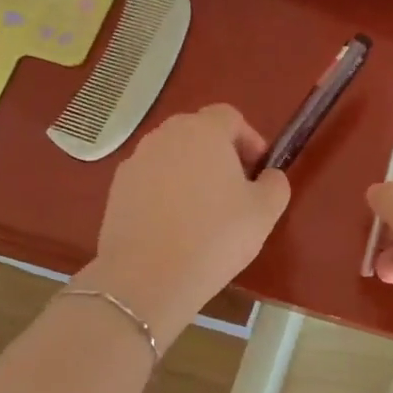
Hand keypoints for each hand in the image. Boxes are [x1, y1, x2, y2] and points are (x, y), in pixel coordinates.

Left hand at [79, 105, 290, 346]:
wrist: (148, 275)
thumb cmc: (216, 236)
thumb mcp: (264, 212)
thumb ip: (275, 184)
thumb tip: (269, 176)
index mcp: (204, 131)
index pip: (230, 117)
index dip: (250, 139)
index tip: (259, 170)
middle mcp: (165, 135)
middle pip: (198, 132)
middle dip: (220, 154)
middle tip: (236, 189)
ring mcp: (136, 160)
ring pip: (172, 156)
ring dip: (191, 172)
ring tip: (204, 211)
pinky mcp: (117, 188)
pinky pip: (151, 180)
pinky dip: (166, 192)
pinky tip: (175, 226)